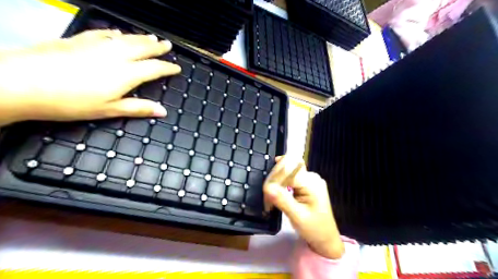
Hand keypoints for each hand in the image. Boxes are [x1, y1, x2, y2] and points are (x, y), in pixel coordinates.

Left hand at [0, 29, 180, 125]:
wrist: (21, 82)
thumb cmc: (70, 102)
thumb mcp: (109, 110)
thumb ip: (138, 108)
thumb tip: (163, 111)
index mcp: (126, 74)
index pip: (154, 68)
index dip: (168, 67)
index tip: (177, 68)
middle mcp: (115, 55)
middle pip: (142, 48)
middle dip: (158, 47)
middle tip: (168, 44)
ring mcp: (97, 45)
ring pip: (126, 38)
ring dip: (141, 38)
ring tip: (152, 37)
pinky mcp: (79, 40)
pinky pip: (104, 33)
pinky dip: (115, 33)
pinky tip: (118, 33)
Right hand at [262, 155, 344, 258]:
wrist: (325, 238)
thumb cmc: (314, 229)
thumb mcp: (297, 216)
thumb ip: (282, 200)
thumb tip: (267, 186)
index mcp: (311, 182)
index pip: (287, 171)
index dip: (274, 178)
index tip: (266, 192)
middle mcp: (311, 177)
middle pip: (287, 168)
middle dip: (275, 178)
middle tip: (267, 195)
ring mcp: (310, 179)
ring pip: (287, 171)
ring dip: (277, 181)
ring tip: (271, 196)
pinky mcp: (307, 184)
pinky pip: (290, 177)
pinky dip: (282, 184)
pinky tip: (278, 194)